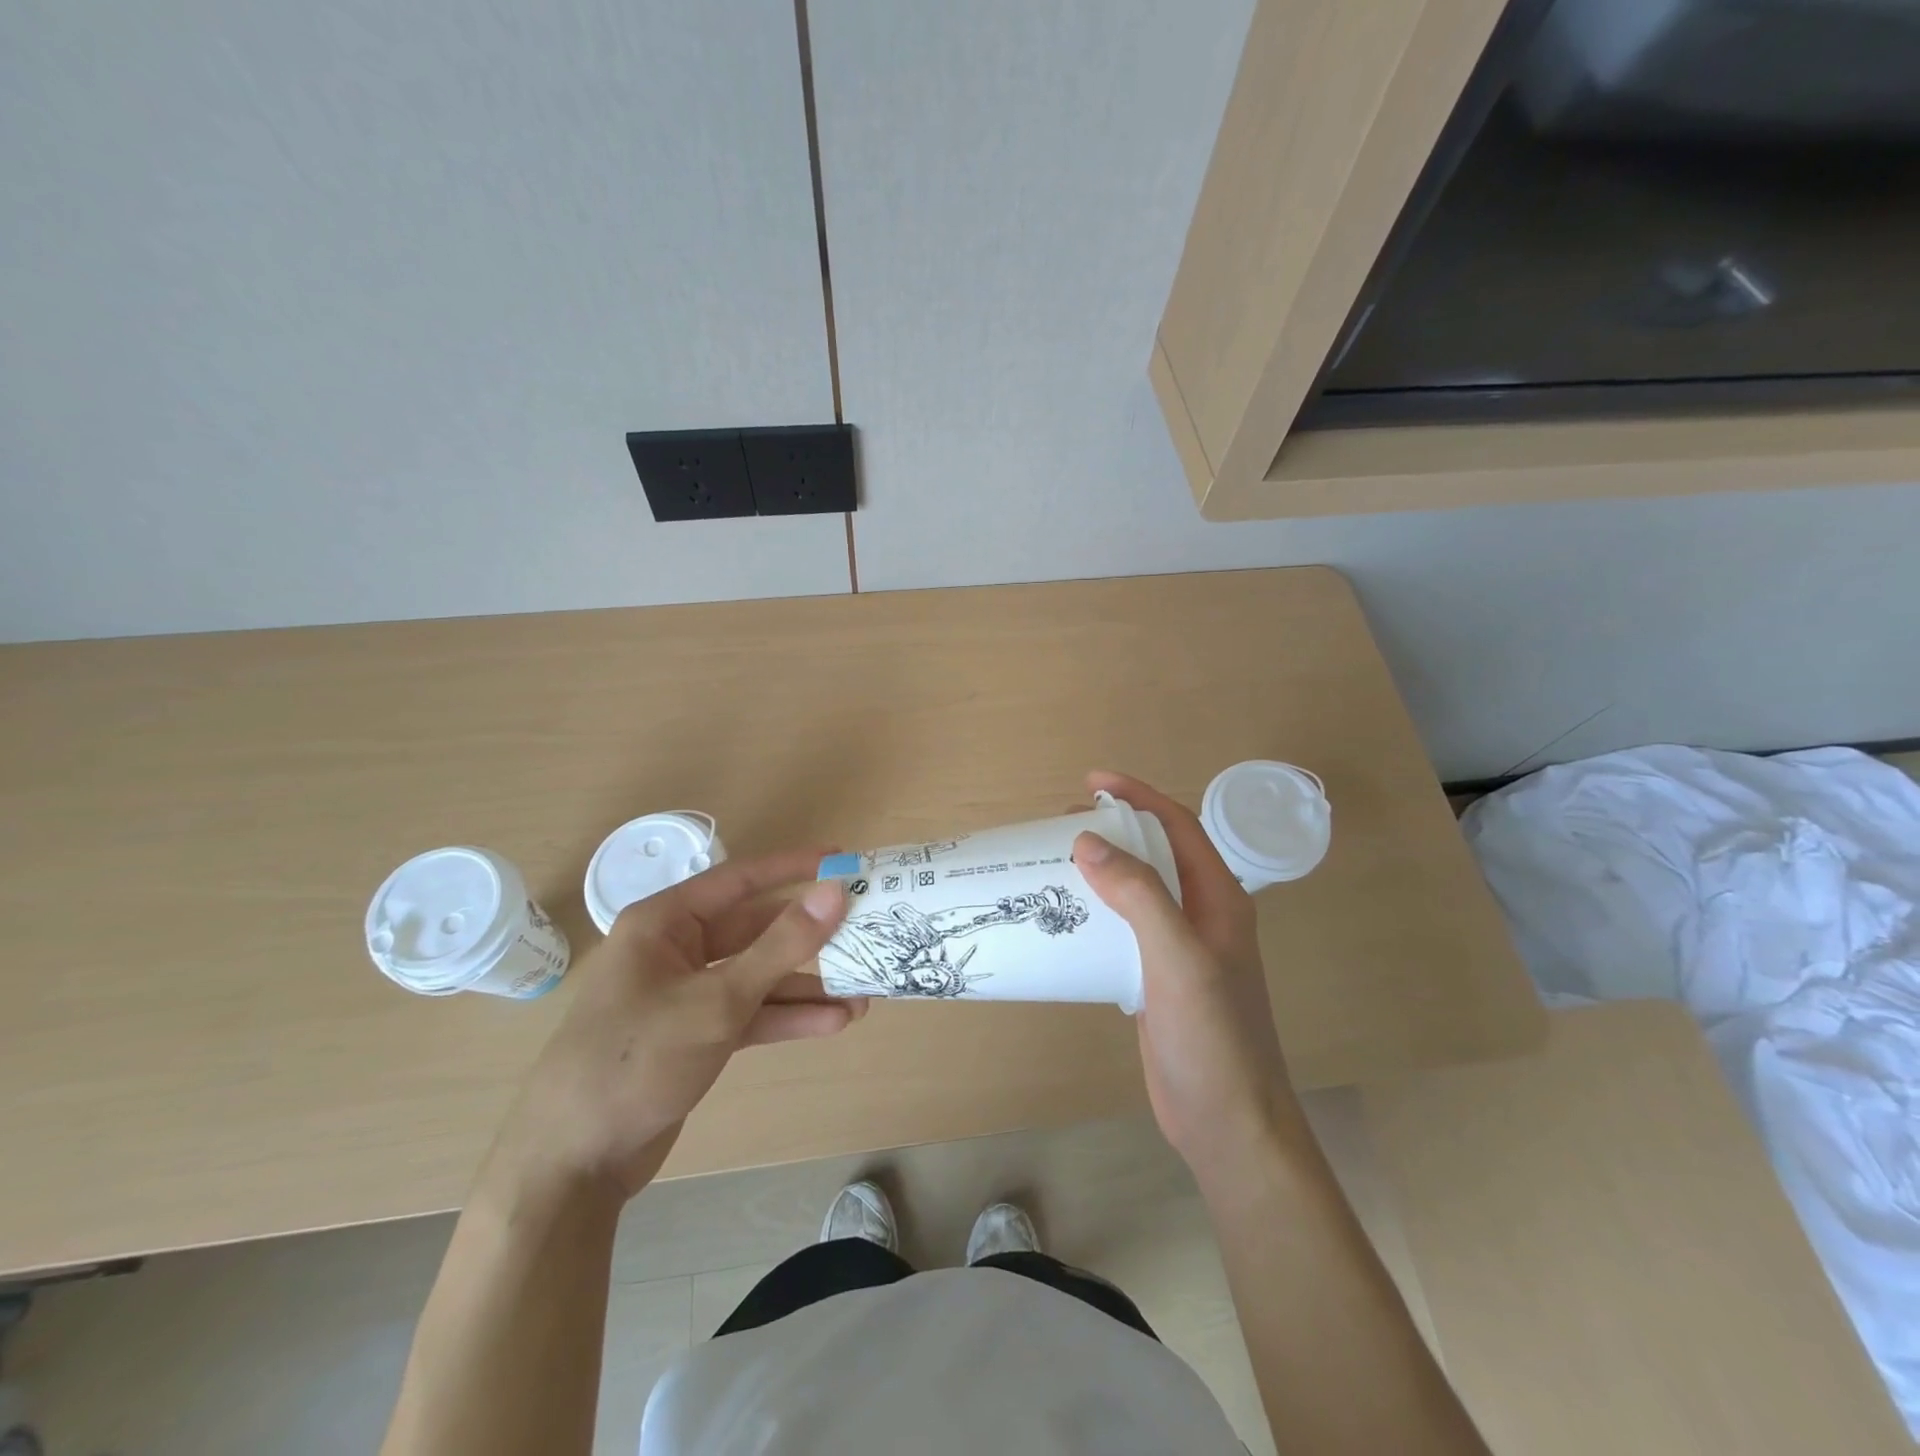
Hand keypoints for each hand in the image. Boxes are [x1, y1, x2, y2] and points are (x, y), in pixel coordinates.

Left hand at [487, 849, 859, 1203]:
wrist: (573, 1163)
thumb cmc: (636, 1059)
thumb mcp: (718, 1001)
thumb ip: (782, 946)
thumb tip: (835, 892)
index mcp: (666, 922)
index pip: (740, 879)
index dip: (794, 867)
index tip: (843, 860)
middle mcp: (677, 950)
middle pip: (756, 930)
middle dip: (809, 937)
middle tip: (865, 932)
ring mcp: (687, 994)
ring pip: (758, 975)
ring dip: (807, 985)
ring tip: (863, 991)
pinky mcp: (696, 1034)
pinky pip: (750, 1013)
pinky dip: (787, 1017)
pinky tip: (834, 1023)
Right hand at [1073, 772, 1303, 1182]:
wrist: (1228, 1123)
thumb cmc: (1212, 1037)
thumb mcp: (1178, 959)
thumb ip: (1139, 896)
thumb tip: (1088, 842)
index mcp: (1219, 898)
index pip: (1178, 826)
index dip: (1138, 796)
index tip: (1091, 782)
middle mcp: (1202, 914)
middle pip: (1156, 853)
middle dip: (1115, 828)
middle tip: (1063, 822)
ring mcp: (1181, 948)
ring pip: (1138, 891)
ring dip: (1103, 869)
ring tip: (1057, 861)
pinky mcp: (1158, 977)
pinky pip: (1125, 928)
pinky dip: (1097, 911)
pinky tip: (1066, 918)